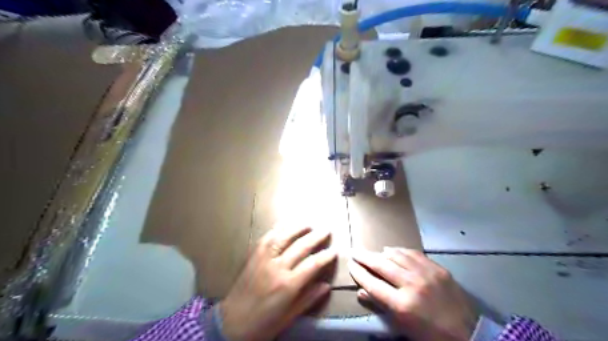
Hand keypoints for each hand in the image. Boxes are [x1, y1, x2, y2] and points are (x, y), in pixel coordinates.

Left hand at [219, 227, 337, 340]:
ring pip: (283, 237)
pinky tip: (284, 225)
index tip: (334, 250)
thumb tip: (326, 285)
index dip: (325, 256)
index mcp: (288, 285)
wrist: (231, 324)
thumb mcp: (289, 317)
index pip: (312, 264)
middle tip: (327, 230)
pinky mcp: (253, 256)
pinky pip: (267, 238)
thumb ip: (308, 299)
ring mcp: (263, 259)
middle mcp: (277, 267)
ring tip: (309, 223)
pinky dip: (277, 229)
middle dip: (316, 237)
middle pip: (301, 246)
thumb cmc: (263, 324)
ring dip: (297, 228)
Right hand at [349, 247, 476, 340]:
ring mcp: (426, 274)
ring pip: (396, 255)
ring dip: (381, 253)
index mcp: (402, 305)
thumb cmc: (431, 335)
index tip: (350, 265)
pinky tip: (393, 250)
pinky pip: (413, 254)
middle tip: (355, 251)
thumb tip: (361, 292)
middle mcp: (412, 285)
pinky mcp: (437, 268)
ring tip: (372, 252)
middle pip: (381, 265)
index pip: (372, 284)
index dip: (359, 273)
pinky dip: (400, 251)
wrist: (469, 335)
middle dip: (365, 257)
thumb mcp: (403, 327)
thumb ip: (381, 307)